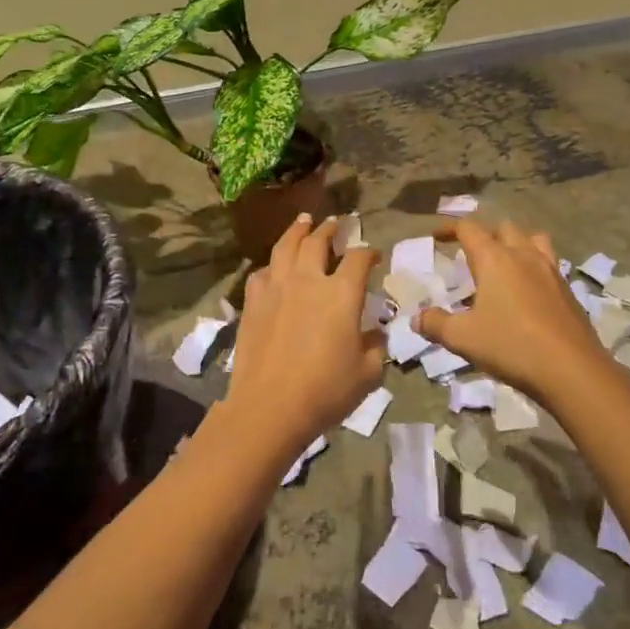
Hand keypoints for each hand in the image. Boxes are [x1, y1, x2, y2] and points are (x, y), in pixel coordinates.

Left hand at [220, 215, 387, 455]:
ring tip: (303, 221)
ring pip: (285, 247)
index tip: (373, 255)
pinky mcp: (253, 303)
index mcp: (342, 293)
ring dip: (297, 230)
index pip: (358, 259)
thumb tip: (375, 332)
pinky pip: (262, 272)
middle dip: (329, 229)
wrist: (269, 407)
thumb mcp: (368, 373)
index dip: (368, 252)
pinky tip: (274, 267)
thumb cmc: (325, 391)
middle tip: (334, 222)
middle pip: (317, 241)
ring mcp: (276, 288)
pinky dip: (273, 264)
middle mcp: (308, 280)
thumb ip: (376, 346)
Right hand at [414, 218, 611, 404]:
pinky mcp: (568, 289)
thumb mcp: (463, 338)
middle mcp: (523, 255)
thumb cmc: (510, 346)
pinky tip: (528, 290)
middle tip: (472, 254)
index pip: (469, 228)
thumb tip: (417, 318)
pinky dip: (535, 265)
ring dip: (517, 242)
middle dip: (485, 234)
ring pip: (534, 238)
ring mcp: (550, 270)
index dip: (450, 229)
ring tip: (506, 262)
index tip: (437, 237)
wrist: (570, 368)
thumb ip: (436, 324)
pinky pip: (549, 262)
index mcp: (494, 259)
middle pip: (504, 227)